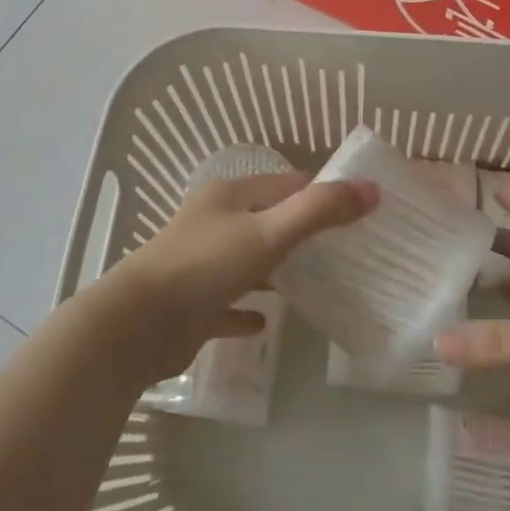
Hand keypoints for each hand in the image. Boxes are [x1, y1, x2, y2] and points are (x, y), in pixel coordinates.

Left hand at [103, 171, 376, 382]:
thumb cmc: (206, 265)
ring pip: (249, 260)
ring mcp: (200, 264)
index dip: (321, 193)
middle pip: (268, 220)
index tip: (358, 211)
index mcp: (230, 196)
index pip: (286, 184)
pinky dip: (248, 308)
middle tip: (347, 251)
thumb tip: (371, 189)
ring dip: (277, 270)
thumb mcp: (270, 231)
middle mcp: (214, 223)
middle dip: (304, 232)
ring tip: (319, 283)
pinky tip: (267, 322)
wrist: (137, 326)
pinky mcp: (192, 304)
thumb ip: (320, 210)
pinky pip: (228, 302)